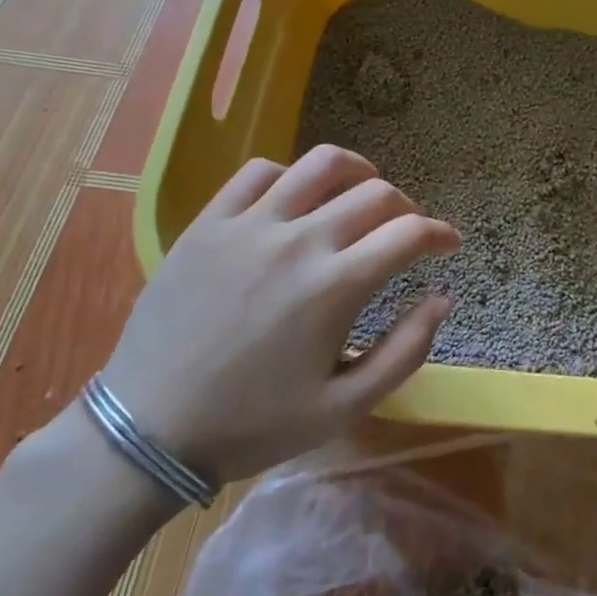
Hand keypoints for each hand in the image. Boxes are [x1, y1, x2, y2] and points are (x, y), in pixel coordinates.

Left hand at [98, 145, 459, 485]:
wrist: (147, 431)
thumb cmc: (252, 425)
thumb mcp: (343, 408)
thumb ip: (405, 352)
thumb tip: (442, 298)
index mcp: (335, 286)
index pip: (409, 233)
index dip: (440, 233)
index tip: (448, 243)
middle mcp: (299, 241)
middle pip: (375, 194)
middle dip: (406, 208)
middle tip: (405, 232)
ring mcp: (250, 225)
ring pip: (321, 164)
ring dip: (357, 172)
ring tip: (362, 192)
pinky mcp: (209, 222)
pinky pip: (259, 172)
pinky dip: (291, 176)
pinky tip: (294, 201)